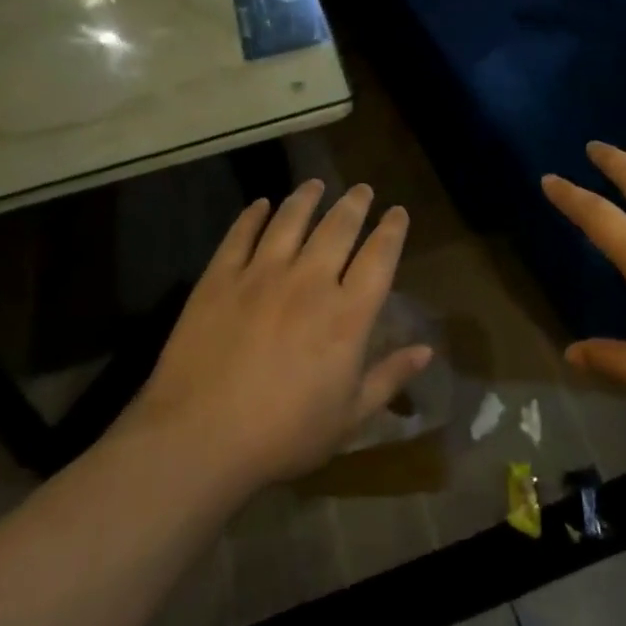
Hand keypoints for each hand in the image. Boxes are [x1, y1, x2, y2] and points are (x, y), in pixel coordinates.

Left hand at [132, 181, 430, 485]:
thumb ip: (389, 378)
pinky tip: (259, 205)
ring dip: (306, 198)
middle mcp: (310, 282)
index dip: (392, 230)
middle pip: (338, 227)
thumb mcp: (349, 418)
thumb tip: (427, 350)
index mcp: (347, 314)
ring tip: (315, 184)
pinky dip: (252, 216)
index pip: (379, 257)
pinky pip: (240, 235)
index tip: (398, 212)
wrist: (198, 440)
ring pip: (290, 220)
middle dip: (354, 204)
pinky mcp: (219, 279)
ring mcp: (261, 275)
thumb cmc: (283, 436)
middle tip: (362, 189)